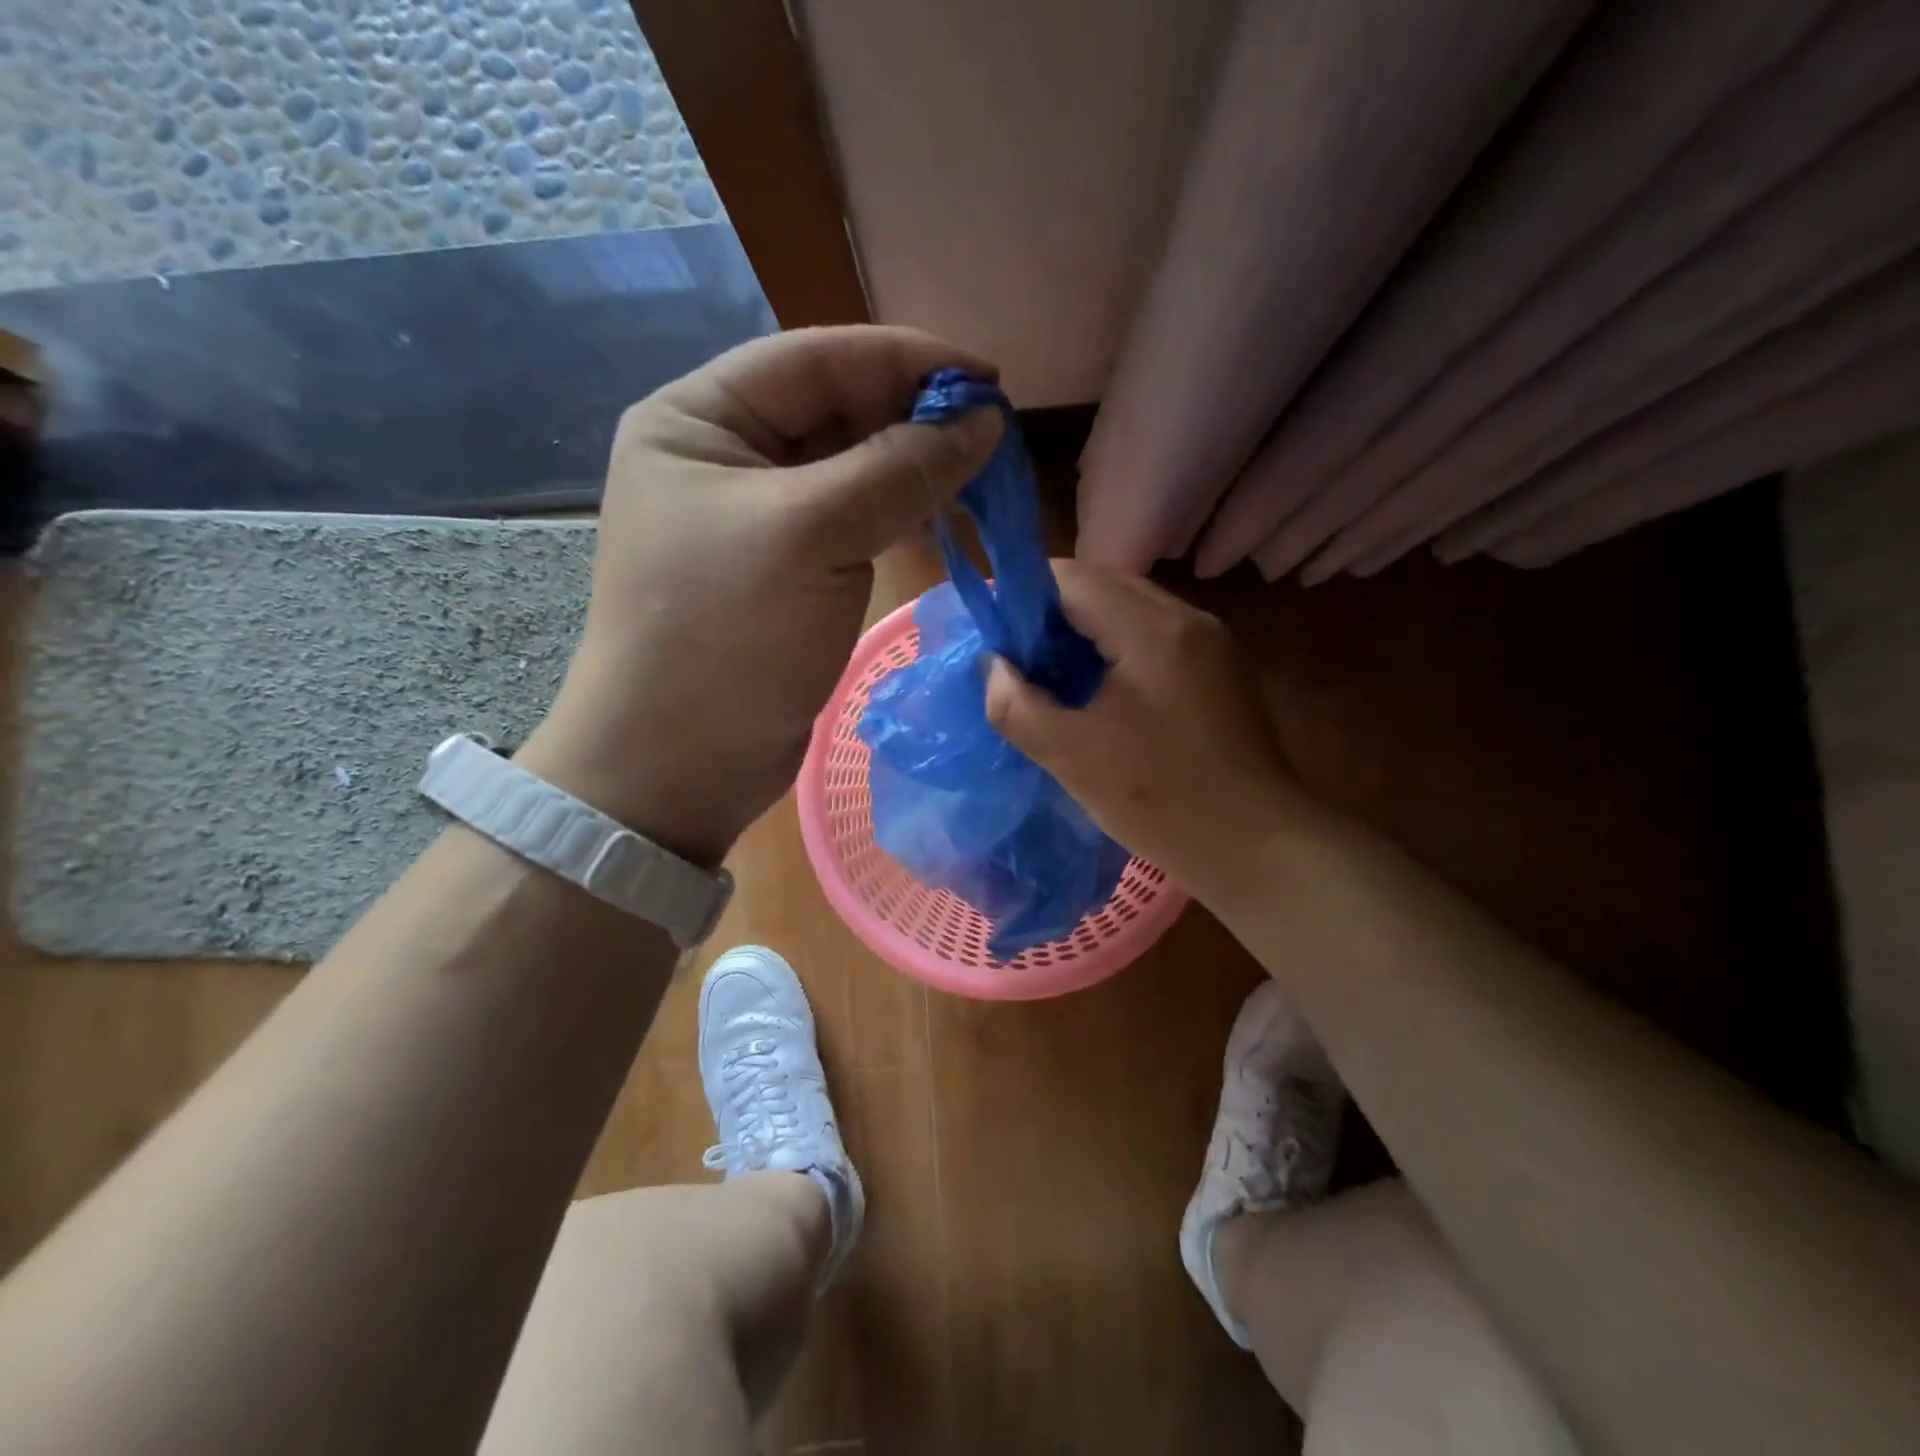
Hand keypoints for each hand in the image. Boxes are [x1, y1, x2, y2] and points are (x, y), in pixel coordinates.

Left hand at [522, 326, 1001, 864]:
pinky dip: (898, 513)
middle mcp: (722, 457)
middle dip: (913, 416)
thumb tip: (984, 421)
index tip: (988, 380)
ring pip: (849, 468)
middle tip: (994, 432)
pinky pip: (851, 521)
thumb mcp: (811, 536)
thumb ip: (899, 470)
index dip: (905, 361)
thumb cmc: (726, 637)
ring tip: (981, 470)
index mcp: (698, 420)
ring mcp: (756, 518)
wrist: (679, 764)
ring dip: (912, 466)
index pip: (815, 360)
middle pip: (834, 411)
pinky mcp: (785, 571)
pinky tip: (943, 513)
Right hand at [985, 561, 1313, 904]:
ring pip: (1129, 609)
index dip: (1022, 596)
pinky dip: (1114, 647)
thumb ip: (1016, 705)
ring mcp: (1210, 641)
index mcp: (1151, 630)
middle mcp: (1187, 618)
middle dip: (1051, 613)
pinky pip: (1153, 635)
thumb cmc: (1160, 800)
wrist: (1256, 846)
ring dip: (1084, 630)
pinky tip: (1096, 688)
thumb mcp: (1071, 756)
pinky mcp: (1218, 667)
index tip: (993, 633)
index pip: (1071, 578)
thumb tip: (995, 667)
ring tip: (1050, 673)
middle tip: (1017, 656)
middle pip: (1102, 586)